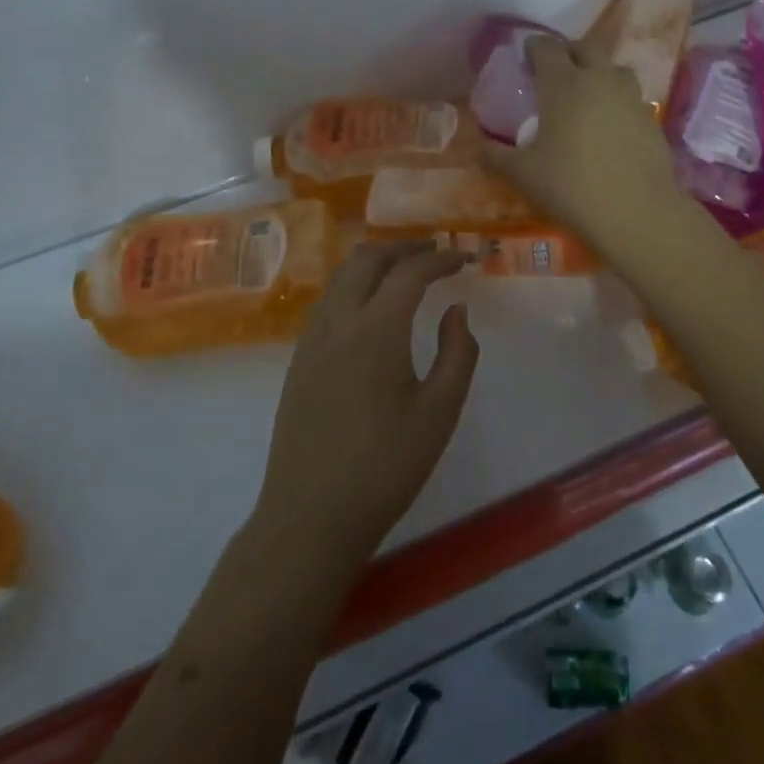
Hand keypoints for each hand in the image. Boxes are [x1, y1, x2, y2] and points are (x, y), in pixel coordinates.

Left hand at [256, 242, 480, 575]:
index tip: (465, 258)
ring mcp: (311, 340)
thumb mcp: (439, 414)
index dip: (440, 258)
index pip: (410, 272)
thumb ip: (457, 354)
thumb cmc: (385, 467)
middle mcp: (338, 322)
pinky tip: (370, 309)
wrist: (310, 516)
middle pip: (367, 259)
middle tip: (434, 251)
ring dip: (375, 262)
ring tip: (405, 271)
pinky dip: (354, 285)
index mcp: (375, 330)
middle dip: (403, 247)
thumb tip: (456, 310)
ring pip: (341, 277)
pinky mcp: (298, 360)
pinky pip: (327, 301)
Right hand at [481, 37, 685, 249]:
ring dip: (597, 71)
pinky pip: (630, 96)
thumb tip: (480, 147)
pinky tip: (609, 123)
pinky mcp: (651, 118)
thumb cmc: (570, 186)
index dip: (533, 47)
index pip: (546, 48)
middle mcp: (599, 80)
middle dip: (566, 53)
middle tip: (553, 70)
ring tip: (586, 91)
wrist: (635, 212)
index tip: (525, 55)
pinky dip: (616, 98)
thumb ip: (495, 156)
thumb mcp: (521, 174)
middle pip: (583, 49)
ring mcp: (630, 97)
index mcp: (563, 84)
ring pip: (613, 68)